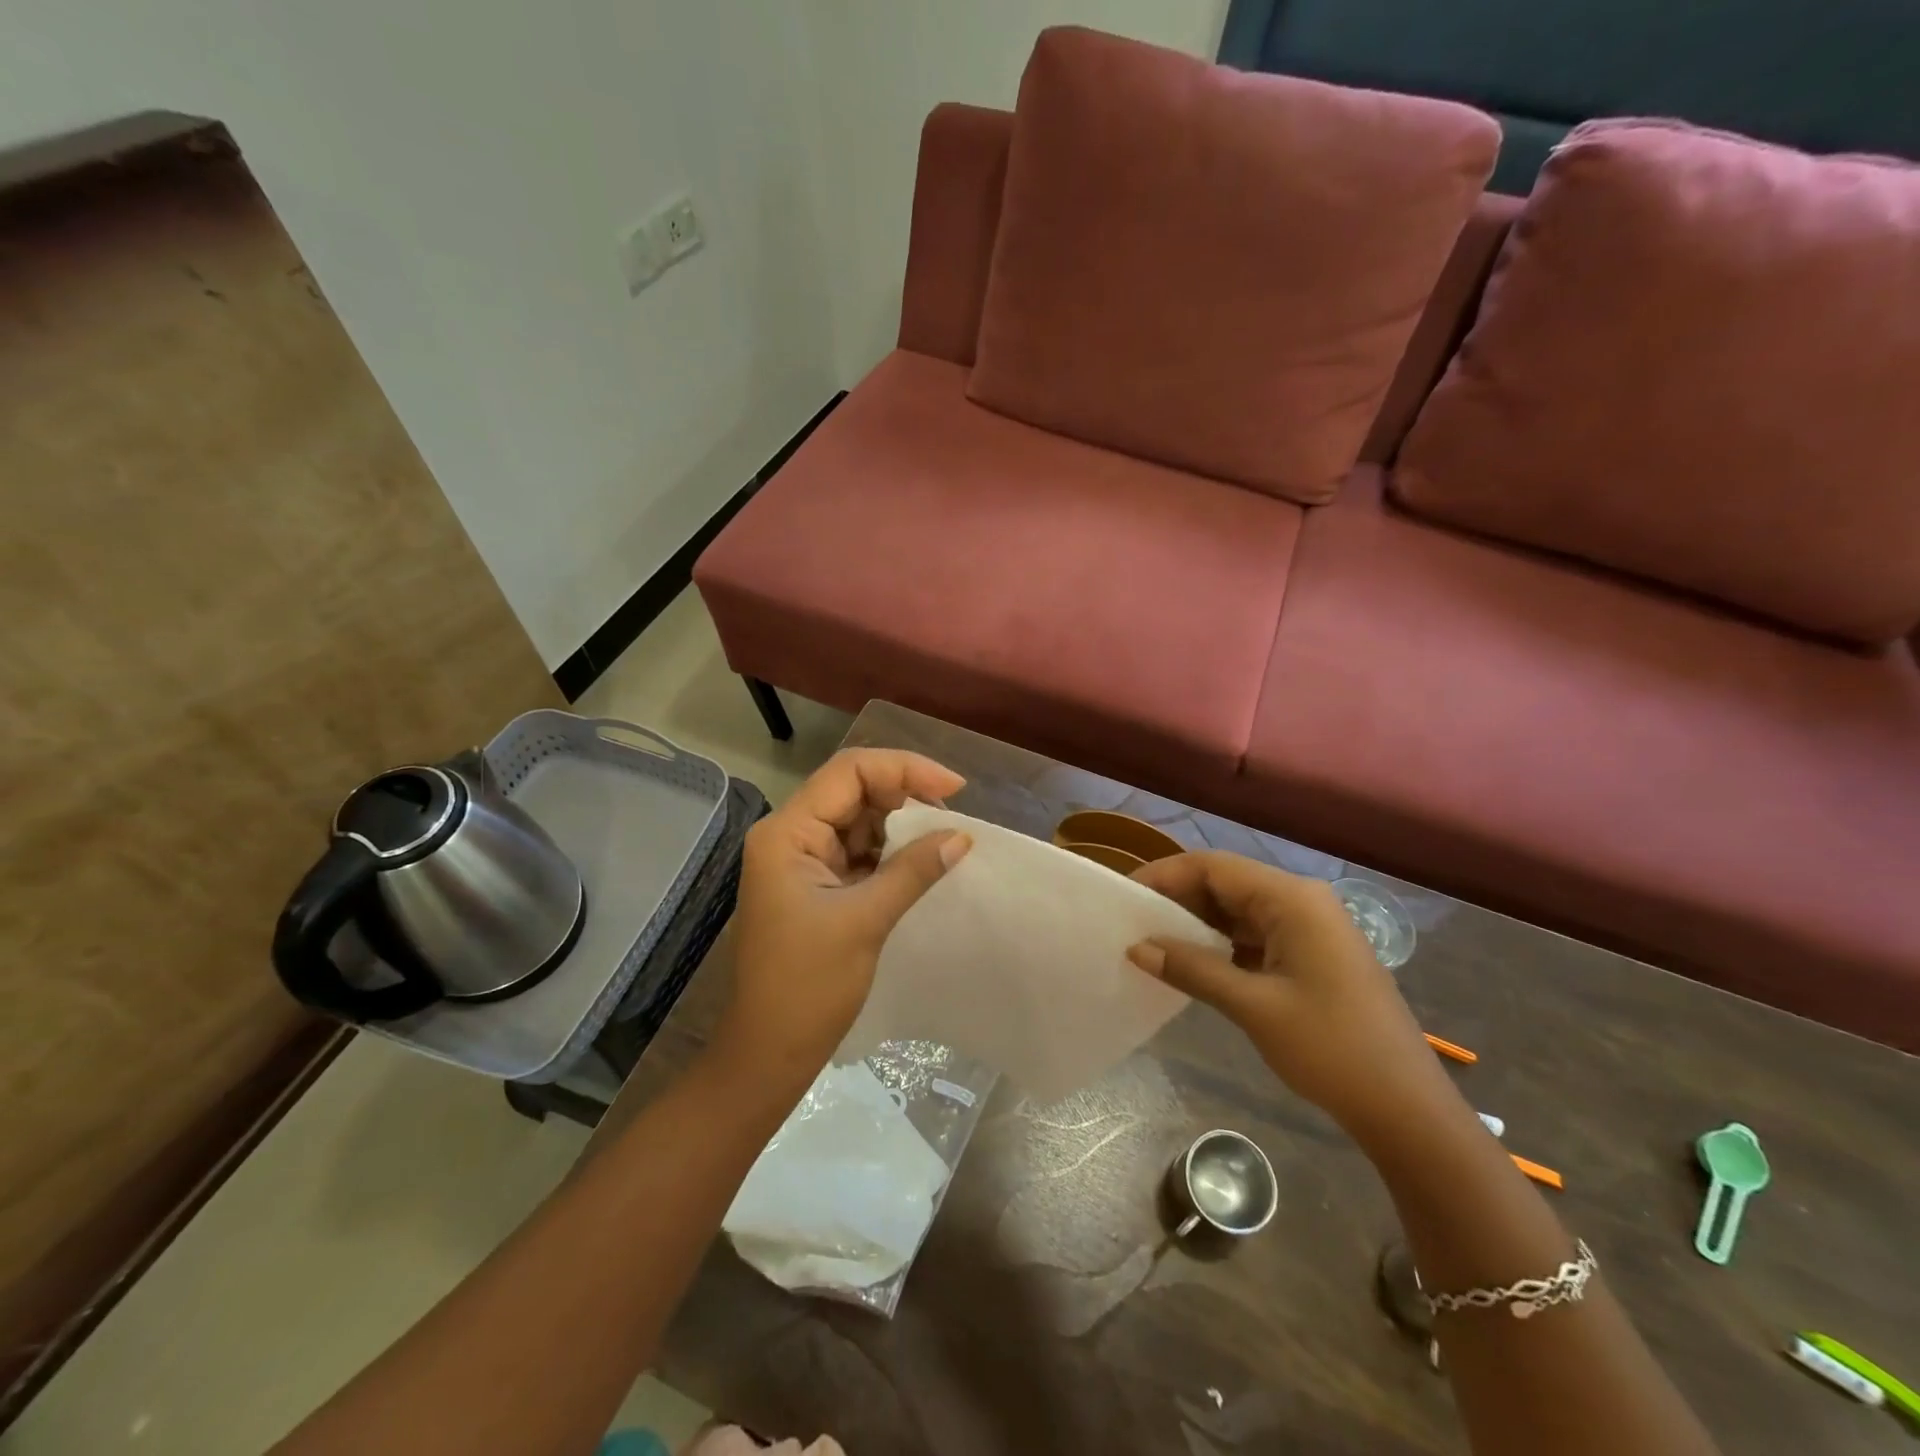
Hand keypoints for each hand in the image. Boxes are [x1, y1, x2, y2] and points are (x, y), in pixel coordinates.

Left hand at [721, 749, 971, 1078]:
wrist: (769, 1052)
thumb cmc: (807, 987)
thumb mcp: (865, 921)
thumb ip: (913, 870)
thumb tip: (962, 836)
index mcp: (787, 833)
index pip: (849, 773)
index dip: (904, 769)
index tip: (954, 789)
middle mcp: (791, 835)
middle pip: (854, 790)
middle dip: (905, 795)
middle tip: (952, 815)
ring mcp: (803, 860)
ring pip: (859, 820)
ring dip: (901, 824)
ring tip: (945, 837)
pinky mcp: (816, 885)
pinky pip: (859, 852)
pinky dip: (891, 852)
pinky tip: (923, 860)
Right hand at [1128, 852, 1457, 1145]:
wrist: (1406, 1108)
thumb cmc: (1331, 1048)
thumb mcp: (1253, 1006)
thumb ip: (1192, 969)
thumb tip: (1136, 948)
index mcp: (1292, 899)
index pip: (1214, 867)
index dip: (1165, 876)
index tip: (1124, 897)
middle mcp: (1302, 901)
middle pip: (1227, 882)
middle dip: (1178, 899)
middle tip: (1134, 923)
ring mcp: (1311, 927)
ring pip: (1240, 909)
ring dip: (1199, 922)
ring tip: (1155, 942)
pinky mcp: (1313, 953)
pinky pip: (1256, 933)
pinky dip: (1223, 943)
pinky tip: (1195, 963)